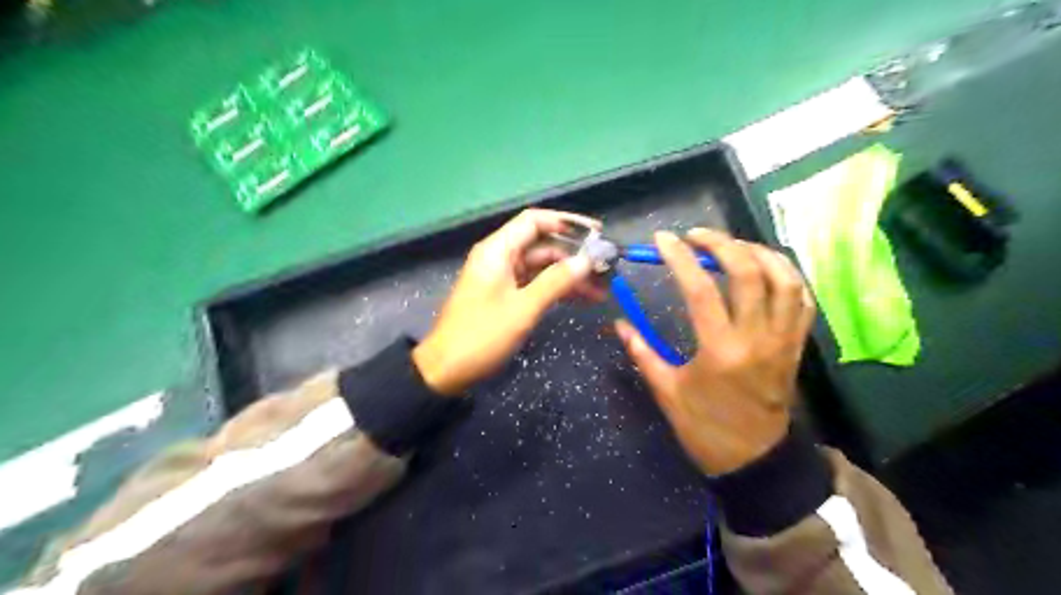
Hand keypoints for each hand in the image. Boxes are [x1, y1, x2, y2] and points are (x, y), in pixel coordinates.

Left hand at [412, 209, 599, 394]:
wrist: (446, 370)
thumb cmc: (482, 335)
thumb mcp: (523, 308)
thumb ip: (556, 281)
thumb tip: (587, 261)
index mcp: (498, 250)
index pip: (534, 221)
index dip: (566, 223)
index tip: (596, 234)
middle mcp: (500, 257)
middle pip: (542, 245)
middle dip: (574, 255)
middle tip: (606, 268)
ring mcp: (502, 278)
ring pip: (542, 267)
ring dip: (569, 276)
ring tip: (601, 289)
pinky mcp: (505, 296)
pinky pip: (536, 284)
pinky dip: (557, 290)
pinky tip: (582, 299)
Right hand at [614, 228, 812, 473]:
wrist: (754, 459)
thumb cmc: (705, 428)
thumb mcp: (667, 392)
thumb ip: (642, 352)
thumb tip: (618, 323)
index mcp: (720, 350)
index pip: (700, 289)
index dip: (680, 257)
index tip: (663, 239)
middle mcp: (757, 337)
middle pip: (749, 271)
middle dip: (721, 243)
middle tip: (696, 235)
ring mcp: (783, 339)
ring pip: (784, 278)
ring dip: (757, 252)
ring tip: (731, 245)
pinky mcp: (796, 344)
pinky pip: (802, 299)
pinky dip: (785, 274)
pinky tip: (764, 267)